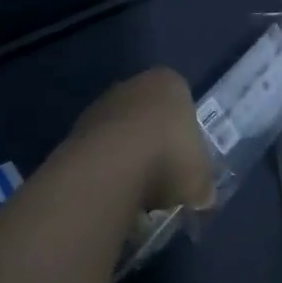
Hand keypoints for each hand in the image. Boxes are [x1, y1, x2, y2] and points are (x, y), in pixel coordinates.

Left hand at [69, 67, 216, 213]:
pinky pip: (100, 149)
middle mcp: (134, 84)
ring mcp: (102, 104)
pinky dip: (107, 167)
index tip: (186, 163)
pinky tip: (113, 191)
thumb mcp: (201, 180)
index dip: (185, 136)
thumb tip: (203, 199)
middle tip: (163, 178)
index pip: (183, 103)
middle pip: (150, 115)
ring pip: (123, 132)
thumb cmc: (168, 158)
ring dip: (128, 157)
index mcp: (170, 83)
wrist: (110, 165)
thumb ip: (203, 186)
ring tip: (136, 192)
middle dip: (155, 144)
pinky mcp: (77, 127)